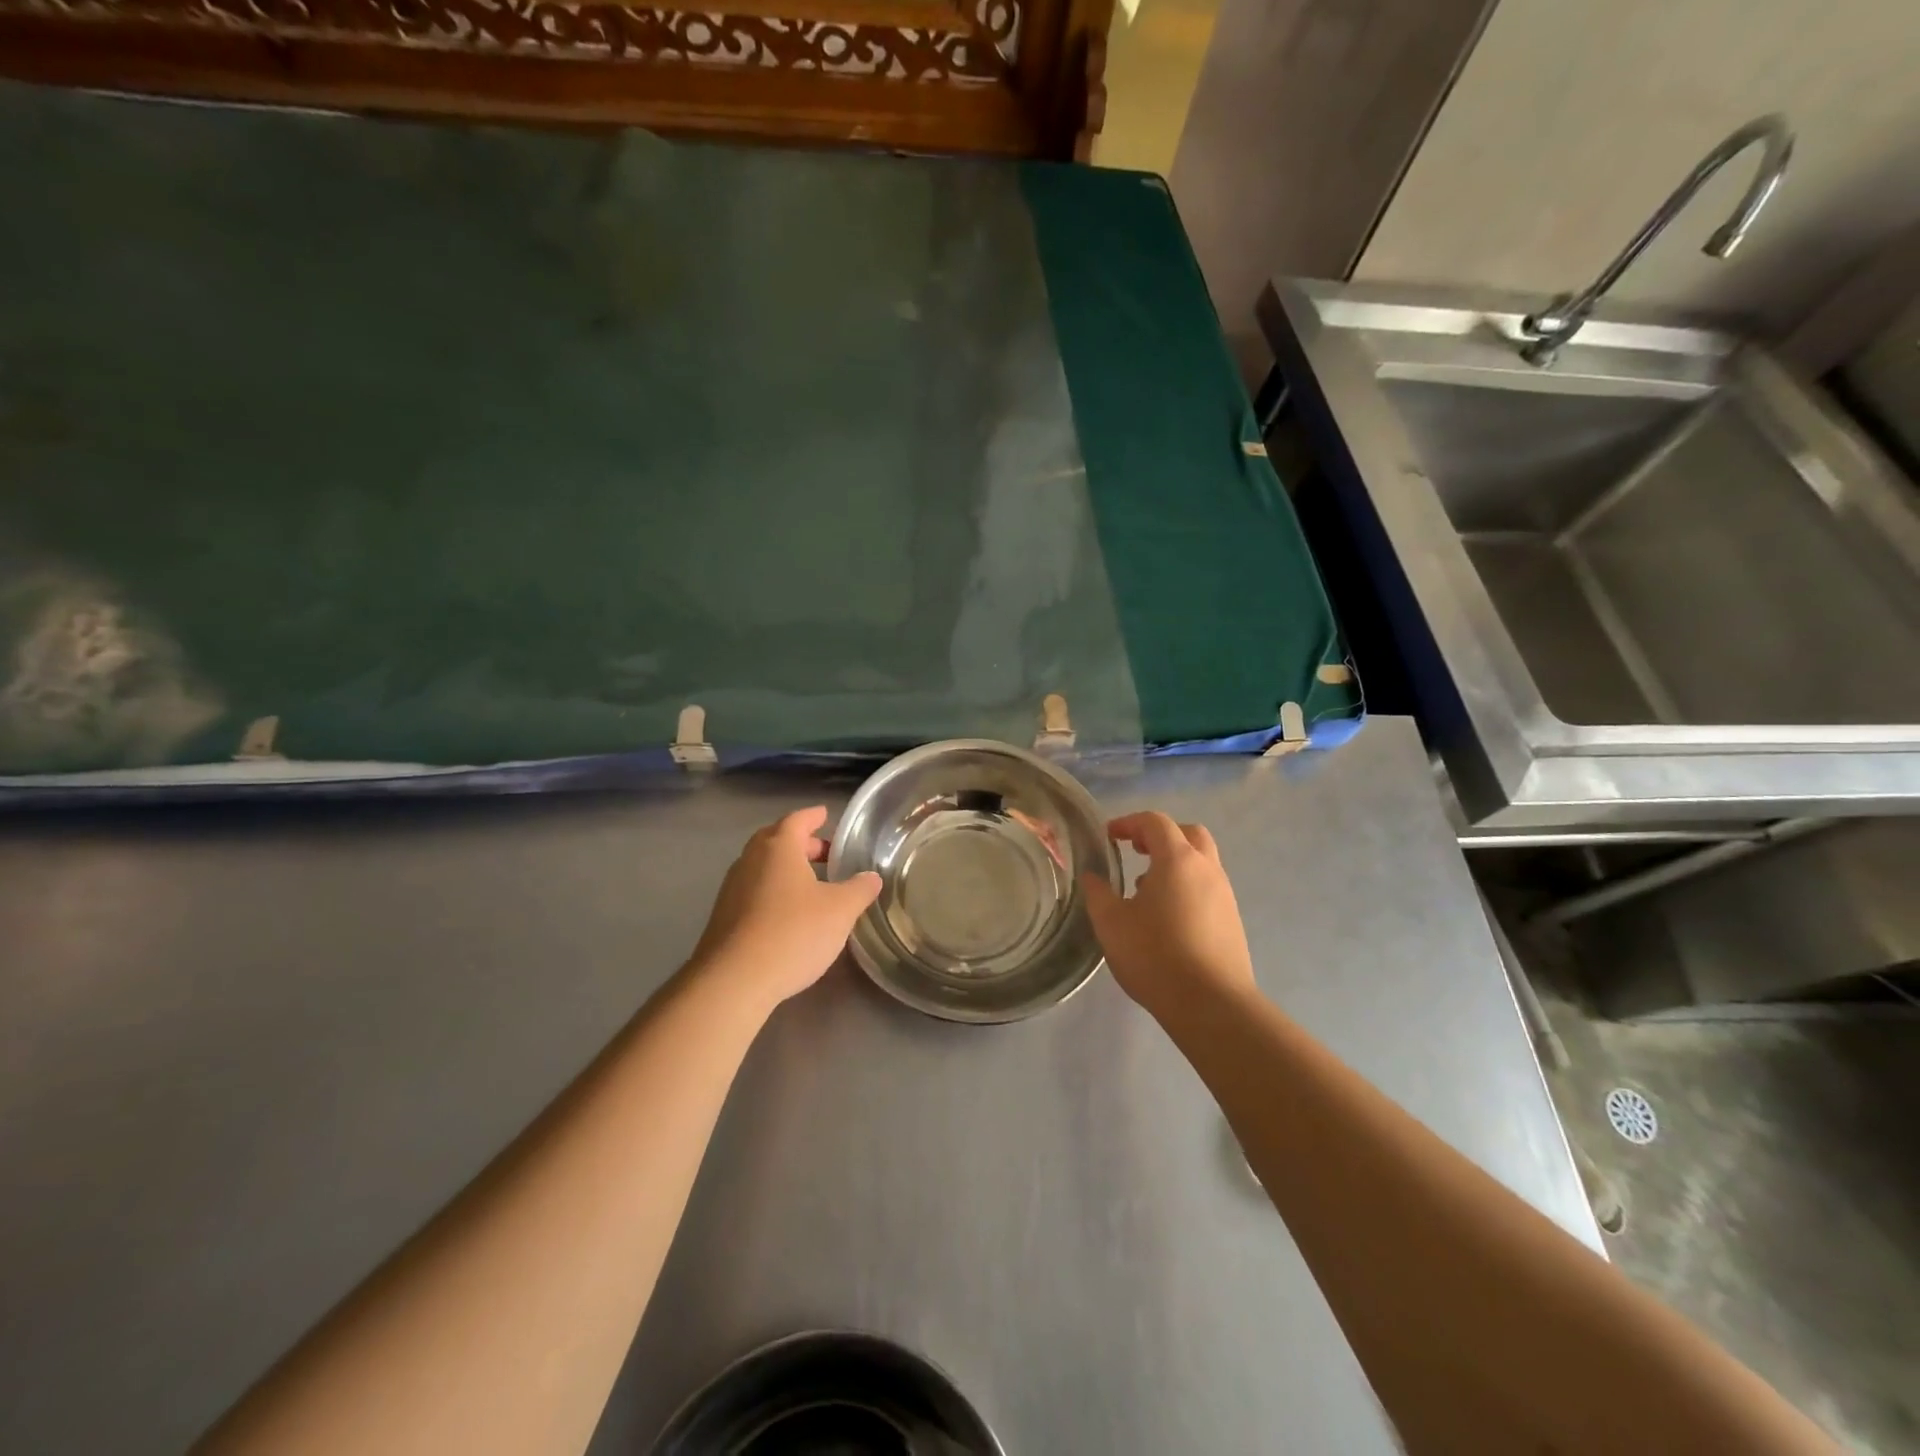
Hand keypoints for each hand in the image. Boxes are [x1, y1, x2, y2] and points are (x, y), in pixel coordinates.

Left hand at [692, 806, 881, 1008]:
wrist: (734, 981)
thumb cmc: (792, 933)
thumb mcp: (840, 911)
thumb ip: (859, 889)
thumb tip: (872, 877)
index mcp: (778, 848)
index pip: (797, 820)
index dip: (814, 816)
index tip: (825, 815)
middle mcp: (750, 860)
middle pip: (776, 840)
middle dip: (801, 843)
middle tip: (825, 854)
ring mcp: (732, 888)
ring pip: (762, 866)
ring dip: (786, 869)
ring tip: (811, 885)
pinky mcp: (723, 916)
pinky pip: (753, 890)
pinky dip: (772, 891)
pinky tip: (788, 913)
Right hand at [1081, 811, 1255, 1022]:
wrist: (1212, 1004)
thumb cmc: (1155, 955)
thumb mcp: (1111, 923)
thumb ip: (1098, 893)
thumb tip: (1092, 876)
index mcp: (1177, 860)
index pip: (1155, 822)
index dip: (1129, 823)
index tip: (1109, 836)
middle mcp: (1207, 869)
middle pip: (1188, 834)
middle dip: (1160, 836)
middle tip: (1136, 851)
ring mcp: (1225, 896)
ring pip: (1201, 863)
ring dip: (1174, 864)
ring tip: (1145, 890)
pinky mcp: (1232, 922)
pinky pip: (1208, 889)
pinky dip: (1186, 888)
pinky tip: (1166, 918)